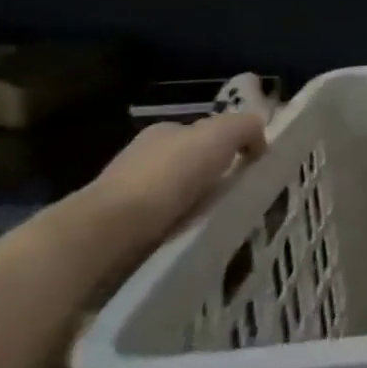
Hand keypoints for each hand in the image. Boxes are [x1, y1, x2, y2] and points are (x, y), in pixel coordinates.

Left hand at [29, 112, 266, 303]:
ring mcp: (125, 194)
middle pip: (189, 164)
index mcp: (164, 132)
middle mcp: (141, 157)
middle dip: (211, 178)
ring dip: (193, 207)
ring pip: (174, 196)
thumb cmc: (167, 176)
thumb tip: (259, 140)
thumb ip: (244, 127)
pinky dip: (175, 230)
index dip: (230, 147)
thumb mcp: (220, 135)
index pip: (204, 133)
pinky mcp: (116, 230)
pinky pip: (159, 225)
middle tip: (238, 199)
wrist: (107, 232)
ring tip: (217, 224)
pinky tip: (188, 240)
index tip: (249, 169)